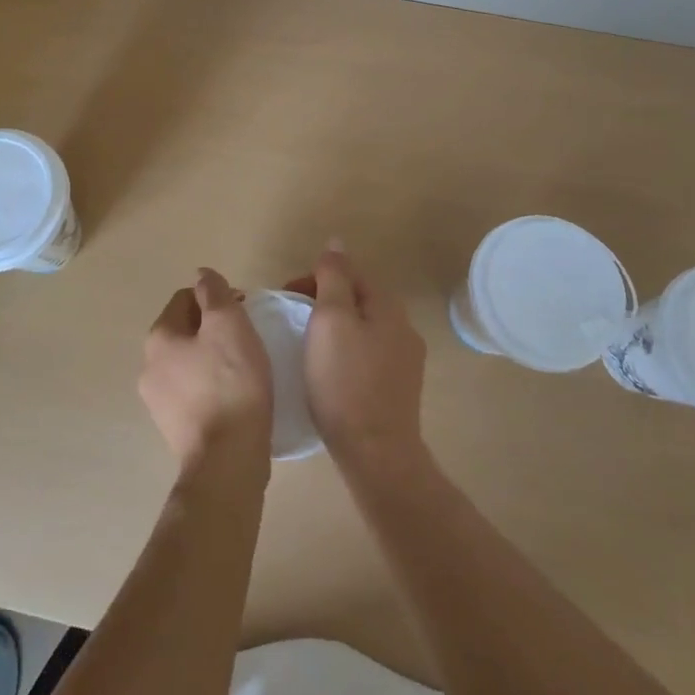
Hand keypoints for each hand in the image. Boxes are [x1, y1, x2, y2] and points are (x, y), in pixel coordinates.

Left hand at [139, 268, 273, 474]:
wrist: (227, 460)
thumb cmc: (231, 383)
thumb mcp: (229, 324)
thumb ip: (214, 293)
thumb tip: (202, 275)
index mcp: (159, 336)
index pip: (186, 298)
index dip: (217, 298)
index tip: (245, 311)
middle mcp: (148, 365)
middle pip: (184, 330)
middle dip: (213, 328)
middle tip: (247, 339)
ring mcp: (157, 400)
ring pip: (188, 362)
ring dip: (211, 358)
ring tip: (243, 369)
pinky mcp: (173, 428)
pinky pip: (192, 392)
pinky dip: (210, 386)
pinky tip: (233, 397)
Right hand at [289, 242, 427, 480]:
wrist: (376, 452)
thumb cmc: (344, 380)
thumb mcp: (330, 319)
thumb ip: (333, 277)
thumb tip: (336, 242)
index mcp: (388, 306)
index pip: (350, 272)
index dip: (315, 277)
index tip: (287, 296)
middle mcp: (404, 327)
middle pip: (358, 299)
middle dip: (324, 302)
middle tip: (293, 321)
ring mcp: (406, 360)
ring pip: (363, 328)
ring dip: (336, 328)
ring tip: (308, 346)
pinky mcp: (400, 389)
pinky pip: (368, 356)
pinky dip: (346, 353)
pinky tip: (330, 373)